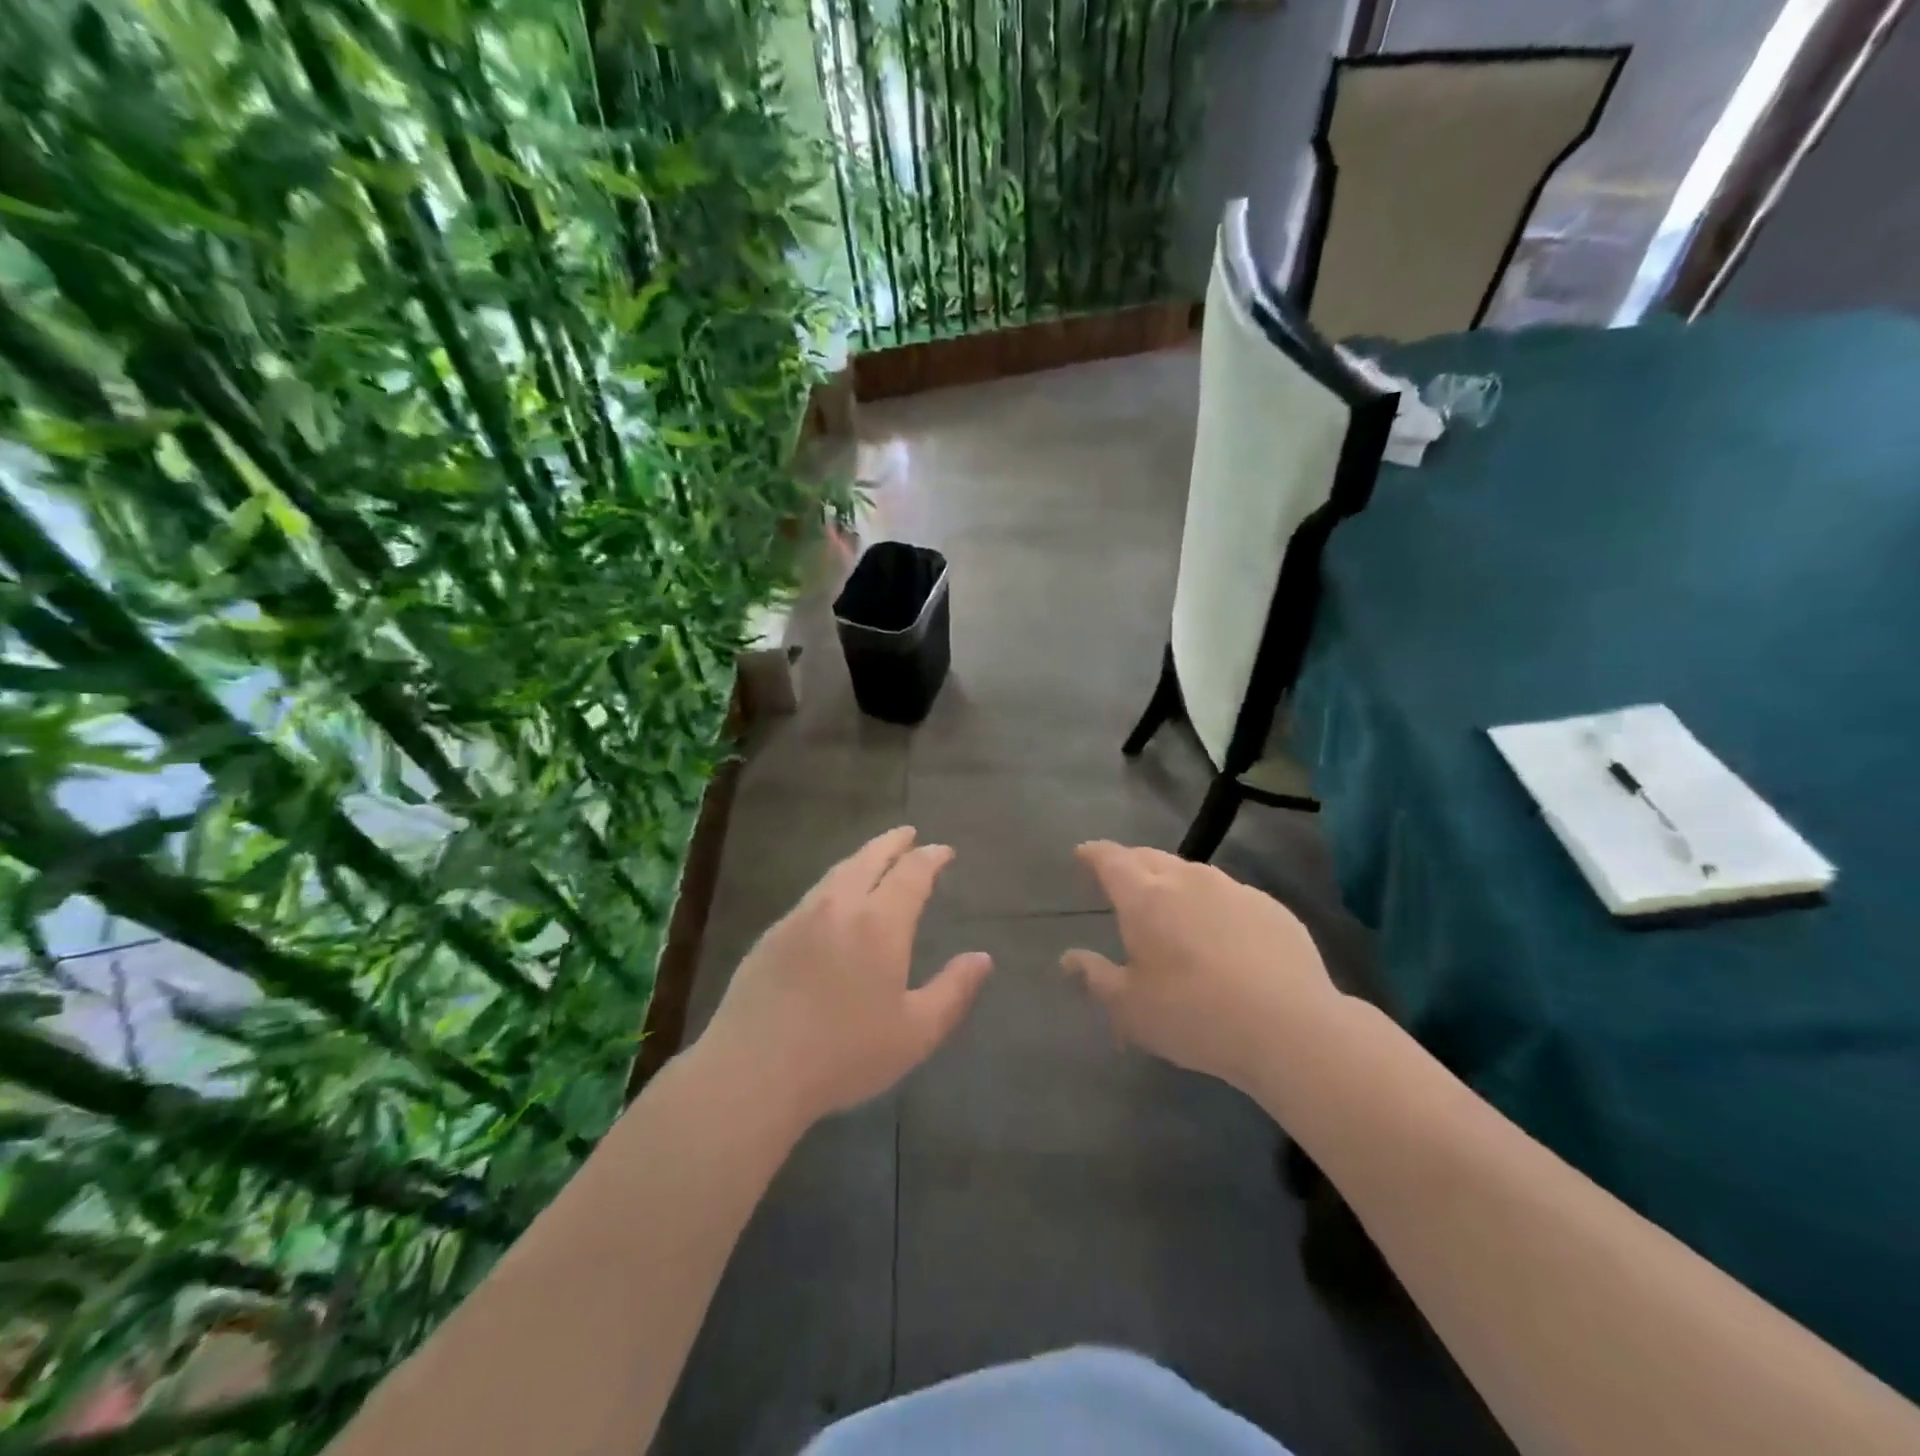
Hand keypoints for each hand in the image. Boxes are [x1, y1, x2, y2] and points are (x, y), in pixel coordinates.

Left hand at [700, 827, 992, 1123]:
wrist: (753, 1070)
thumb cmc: (844, 1054)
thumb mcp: (915, 1033)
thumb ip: (953, 991)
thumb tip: (982, 958)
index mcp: (879, 923)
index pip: (911, 873)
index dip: (930, 858)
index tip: (944, 851)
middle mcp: (839, 906)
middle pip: (869, 858)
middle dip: (893, 842)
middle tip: (908, 833)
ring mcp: (800, 917)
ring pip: (837, 873)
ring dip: (862, 858)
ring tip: (875, 857)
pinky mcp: (772, 935)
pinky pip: (813, 895)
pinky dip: (835, 883)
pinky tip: (834, 901)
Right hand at [1061, 841, 1347, 1091]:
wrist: (1290, 1028)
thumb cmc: (1194, 1016)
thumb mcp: (1130, 1008)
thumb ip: (1096, 977)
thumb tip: (1069, 958)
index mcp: (1145, 897)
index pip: (1110, 860)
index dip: (1093, 854)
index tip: (1082, 854)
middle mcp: (1187, 880)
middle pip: (1150, 857)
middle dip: (1130, 863)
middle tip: (1122, 881)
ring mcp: (1234, 889)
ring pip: (1192, 873)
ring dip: (1173, 882)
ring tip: (1171, 906)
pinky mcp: (1271, 907)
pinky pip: (1229, 894)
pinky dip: (1213, 904)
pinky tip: (1221, 934)